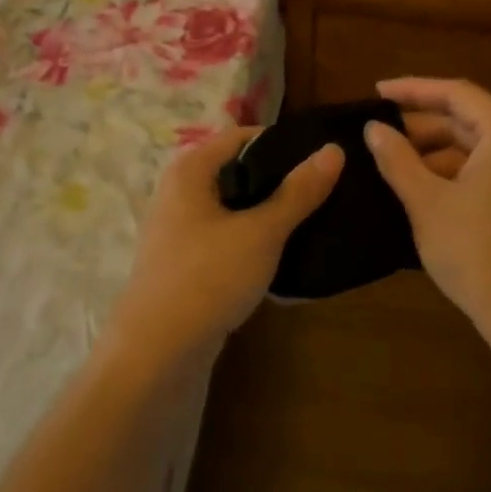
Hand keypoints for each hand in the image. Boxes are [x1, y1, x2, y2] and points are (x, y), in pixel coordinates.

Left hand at [112, 127, 343, 361]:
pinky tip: (284, 257)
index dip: (282, 142)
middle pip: (237, 172)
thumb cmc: (208, 278)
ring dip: (268, 214)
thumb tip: (333, 150)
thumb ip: (298, 191)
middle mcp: (178, 193)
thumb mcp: (261, 232)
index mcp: (189, 171)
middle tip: (324, 190)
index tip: (321, 156)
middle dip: (278, 180)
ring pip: (233, 209)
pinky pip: (226, 239)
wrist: (157, 355)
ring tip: (313, 221)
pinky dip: (253, 242)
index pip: (241, 136)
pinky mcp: (185, 265)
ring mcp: (179, 232)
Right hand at [365, 77, 490, 344]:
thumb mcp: (426, 202)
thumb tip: (373, 129)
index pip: (456, 93)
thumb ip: (397, 159)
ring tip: (395, 166)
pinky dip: (459, 175)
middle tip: (380, 134)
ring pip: (480, 149)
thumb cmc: (476, 252)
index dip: (412, 89)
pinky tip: (426, 192)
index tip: (376, 93)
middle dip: (423, 126)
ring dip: (437, 154)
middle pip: (470, 120)